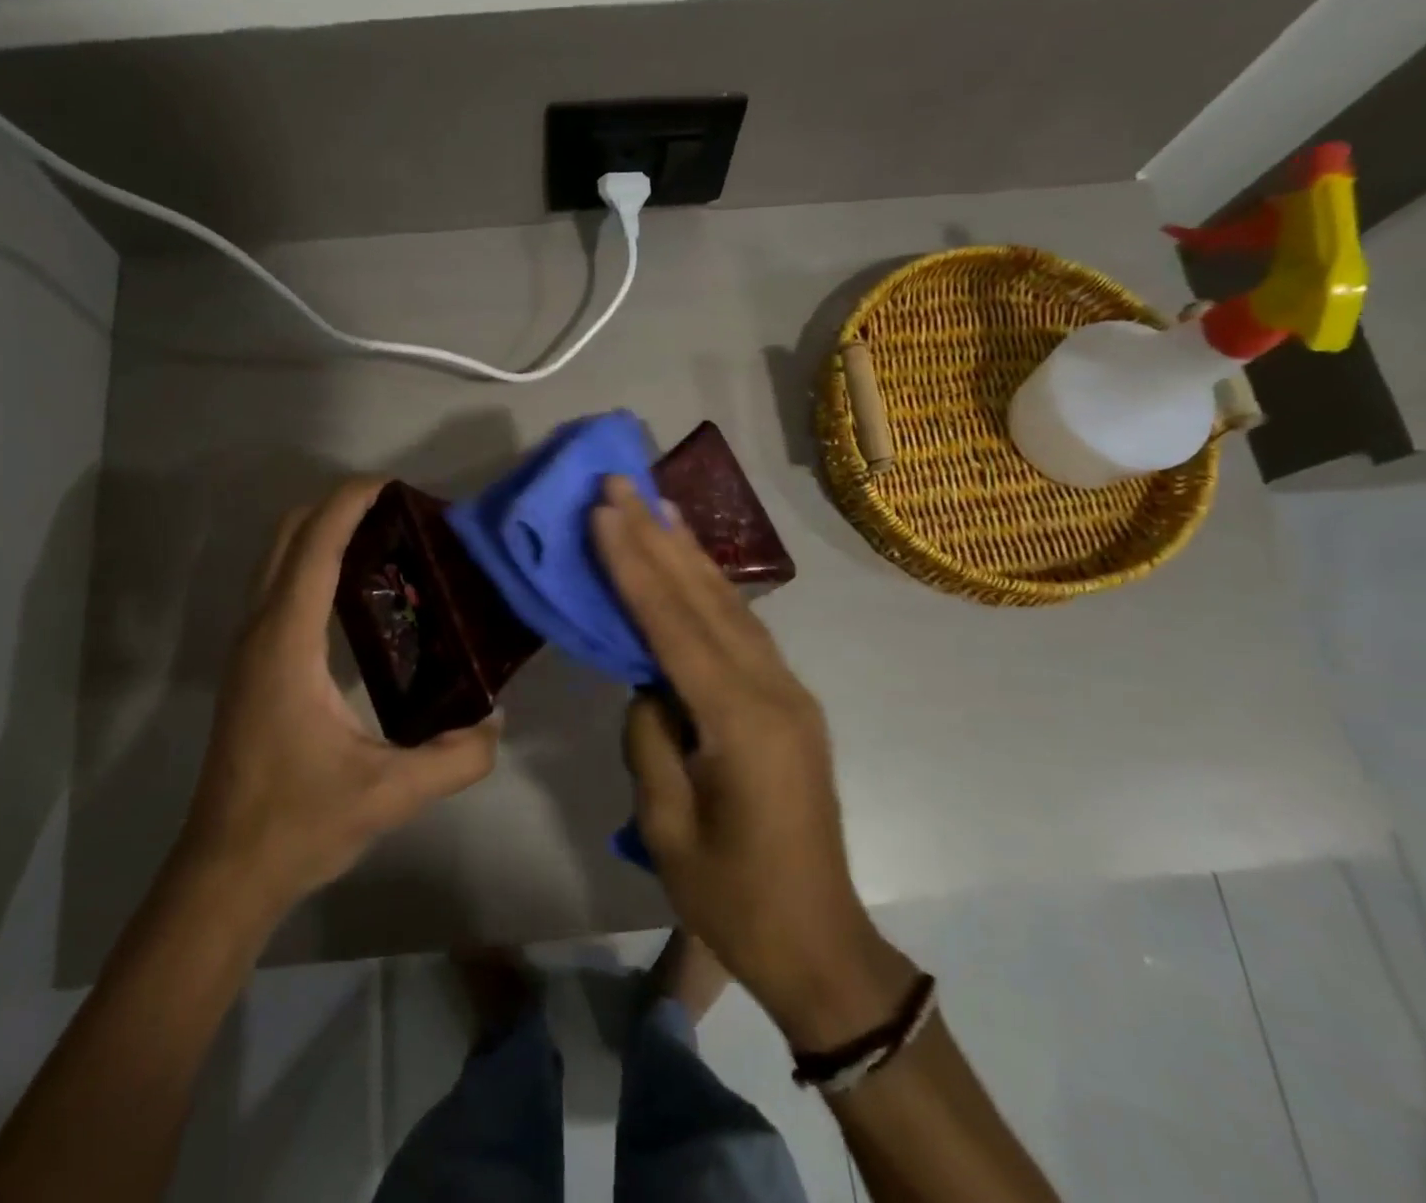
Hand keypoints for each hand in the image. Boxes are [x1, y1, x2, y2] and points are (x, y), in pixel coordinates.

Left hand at [179, 477, 500, 910]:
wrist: (226, 872)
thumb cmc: (298, 823)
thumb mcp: (391, 794)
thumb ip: (456, 757)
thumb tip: (496, 721)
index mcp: (287, 644)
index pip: (314, 546)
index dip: (351, 503)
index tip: (395, 485)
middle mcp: (260, 631)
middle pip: (287, 536)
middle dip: (337, 508)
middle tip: (399, 514)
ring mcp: (250, 648)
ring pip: (278, 560)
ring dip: (323, 534)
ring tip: (387, 543)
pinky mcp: (252, 666)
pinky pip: (281, 589)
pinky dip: (314, 565)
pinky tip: (361, 596)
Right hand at [592, 477, 914, 1048]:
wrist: (821, 943)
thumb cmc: (735, 899)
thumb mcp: (668, 828)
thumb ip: (651, 740)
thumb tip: (650, 684)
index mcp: (740, 721)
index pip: (674, 624)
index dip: (634, 564)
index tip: (604, 511)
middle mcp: (772, 689)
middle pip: (705, 598)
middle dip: (658, 536)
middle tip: (622, 482)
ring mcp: (788, 692)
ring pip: (730, 605)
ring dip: (688, 552)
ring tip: (656, 503)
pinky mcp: (789, 701)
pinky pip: (743, 632)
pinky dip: (713, 590)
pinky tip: (693, 566)